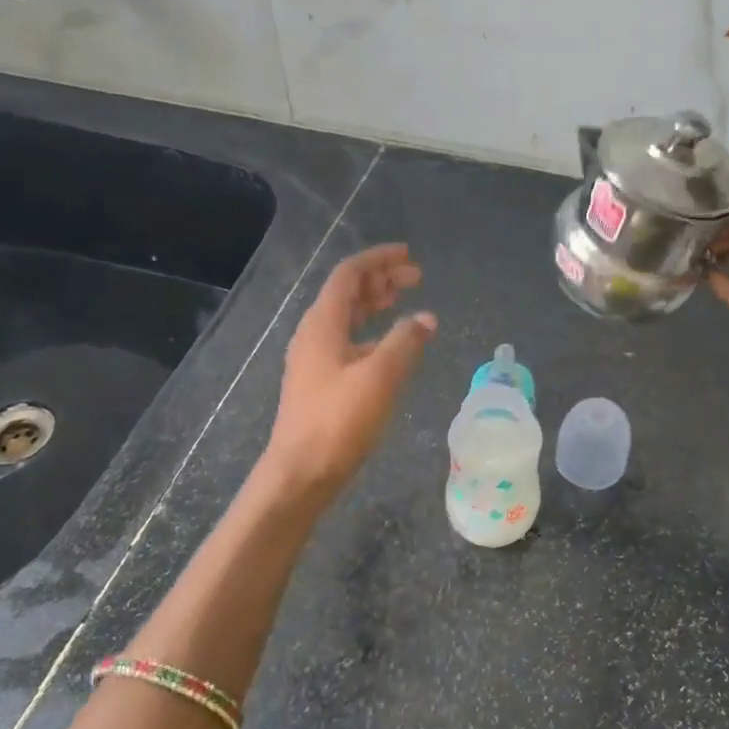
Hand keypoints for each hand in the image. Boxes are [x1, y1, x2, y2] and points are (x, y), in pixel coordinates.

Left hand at [263, 244, 436, 500]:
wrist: (301, 472)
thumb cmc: (339, 420)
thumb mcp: (380, 376)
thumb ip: (405, 342)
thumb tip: (426, 318)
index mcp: (322, 324)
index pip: (349, 275)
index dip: (379, 260)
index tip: (409, 256)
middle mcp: (314, 335)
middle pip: (347, 294)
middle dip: (381, 280)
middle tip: (416, 278)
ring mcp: (314, 360)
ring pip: (347, 319)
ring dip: (375, 305)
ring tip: (404, 302)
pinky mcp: (320, 383)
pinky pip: (348, 342)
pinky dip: (372, 334)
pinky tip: (391, 347)